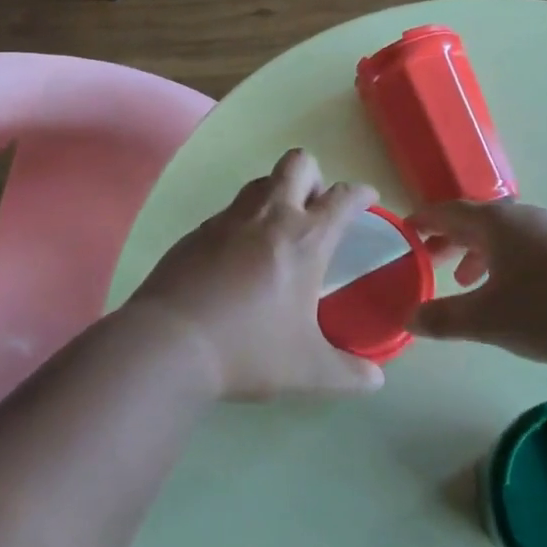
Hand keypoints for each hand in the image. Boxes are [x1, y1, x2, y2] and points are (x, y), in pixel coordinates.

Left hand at [128, 150, 384, 400]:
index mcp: (305, 239)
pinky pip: (229, 211)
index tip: (367, 199)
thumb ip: (348, 374)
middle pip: (299, 163)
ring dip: (276, 194)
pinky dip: (243, 222)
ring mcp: (229, 218)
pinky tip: (237, 259)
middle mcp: (269, 215)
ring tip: (277, 233)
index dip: (360, 193)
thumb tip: (376, 382)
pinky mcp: (198, 231)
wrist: (170, 342)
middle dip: (314, 177)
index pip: (342, 197)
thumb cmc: (248, 349)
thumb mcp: (307, 370)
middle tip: (315, 211)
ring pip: (261, 181)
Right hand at [410, 200, 546, 363]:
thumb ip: (445, 318)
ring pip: (504, 234)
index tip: (403, 232)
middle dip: (449, 240)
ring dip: (480, 253)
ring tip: (471, 282)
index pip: (446, 212)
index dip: (422, 222)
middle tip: (430, 262)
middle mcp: (522, 215)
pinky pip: (529, 245)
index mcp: (494, 222)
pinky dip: (508, 260)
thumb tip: (408, 317)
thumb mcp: (489, 320)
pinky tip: (519, 292)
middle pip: (474, 220)